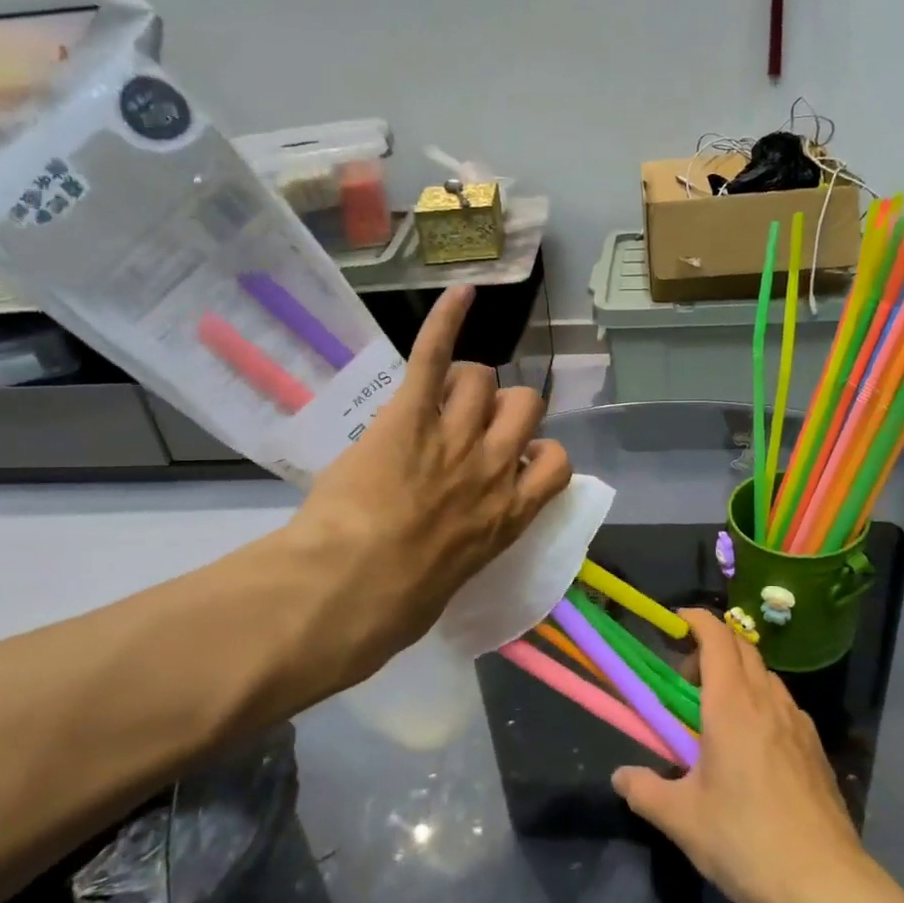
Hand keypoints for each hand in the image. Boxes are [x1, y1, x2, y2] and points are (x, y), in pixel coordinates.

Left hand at [238, 286, 571, 707]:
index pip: (556, 464)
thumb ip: (467, 549)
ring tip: (435, 398)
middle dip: (502, 410)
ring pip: (482, 379)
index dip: (538, 454)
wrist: (346, 590)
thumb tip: (454, 546)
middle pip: (525, 406)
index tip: (513, 462)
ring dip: (464, 385)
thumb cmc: (395, 608)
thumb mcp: (451, 585)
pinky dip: (448, 319)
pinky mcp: (409, 415)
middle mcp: (493, 467)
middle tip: (469, 426)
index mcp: (508, 515)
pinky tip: (462, 293)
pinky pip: (435, 355)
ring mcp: (452, 437)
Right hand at [613, 610, 883, 902]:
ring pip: (764, 676)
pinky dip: (758, 703)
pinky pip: (781, 705)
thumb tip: (621, 776)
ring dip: (735, 677)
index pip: (717, 636)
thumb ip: (645, 791)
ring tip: (713, 718)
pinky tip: (749, 749)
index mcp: (732, 705)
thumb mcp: (683, 820)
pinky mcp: (814, 748)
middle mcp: (768, 701)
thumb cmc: (747, 842)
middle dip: (710, 649)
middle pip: (741, 648)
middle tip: (684, 682)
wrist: (828, 887)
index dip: (695, 620)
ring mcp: (798, 723)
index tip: (673, 625)